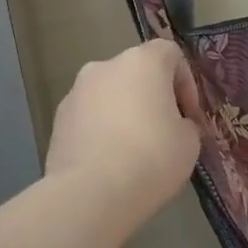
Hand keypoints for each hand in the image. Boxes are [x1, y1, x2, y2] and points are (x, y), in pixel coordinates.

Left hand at [47, 40, 199, 234]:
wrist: (90, 194)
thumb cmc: (151, 158)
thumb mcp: (189, 142)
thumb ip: (185, 124)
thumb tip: (174, 125)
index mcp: (141, 62)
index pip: (170, 54)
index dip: (186, 83)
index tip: (190, 115)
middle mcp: (105, 67)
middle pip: (137, 73)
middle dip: (152, 97)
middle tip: (165, 131)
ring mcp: (75, 93)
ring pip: (110, 95)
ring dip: (125, 113)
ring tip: (135, 150)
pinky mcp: (57, 121)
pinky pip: (90, 118)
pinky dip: (103, 131)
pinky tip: (111, 162)